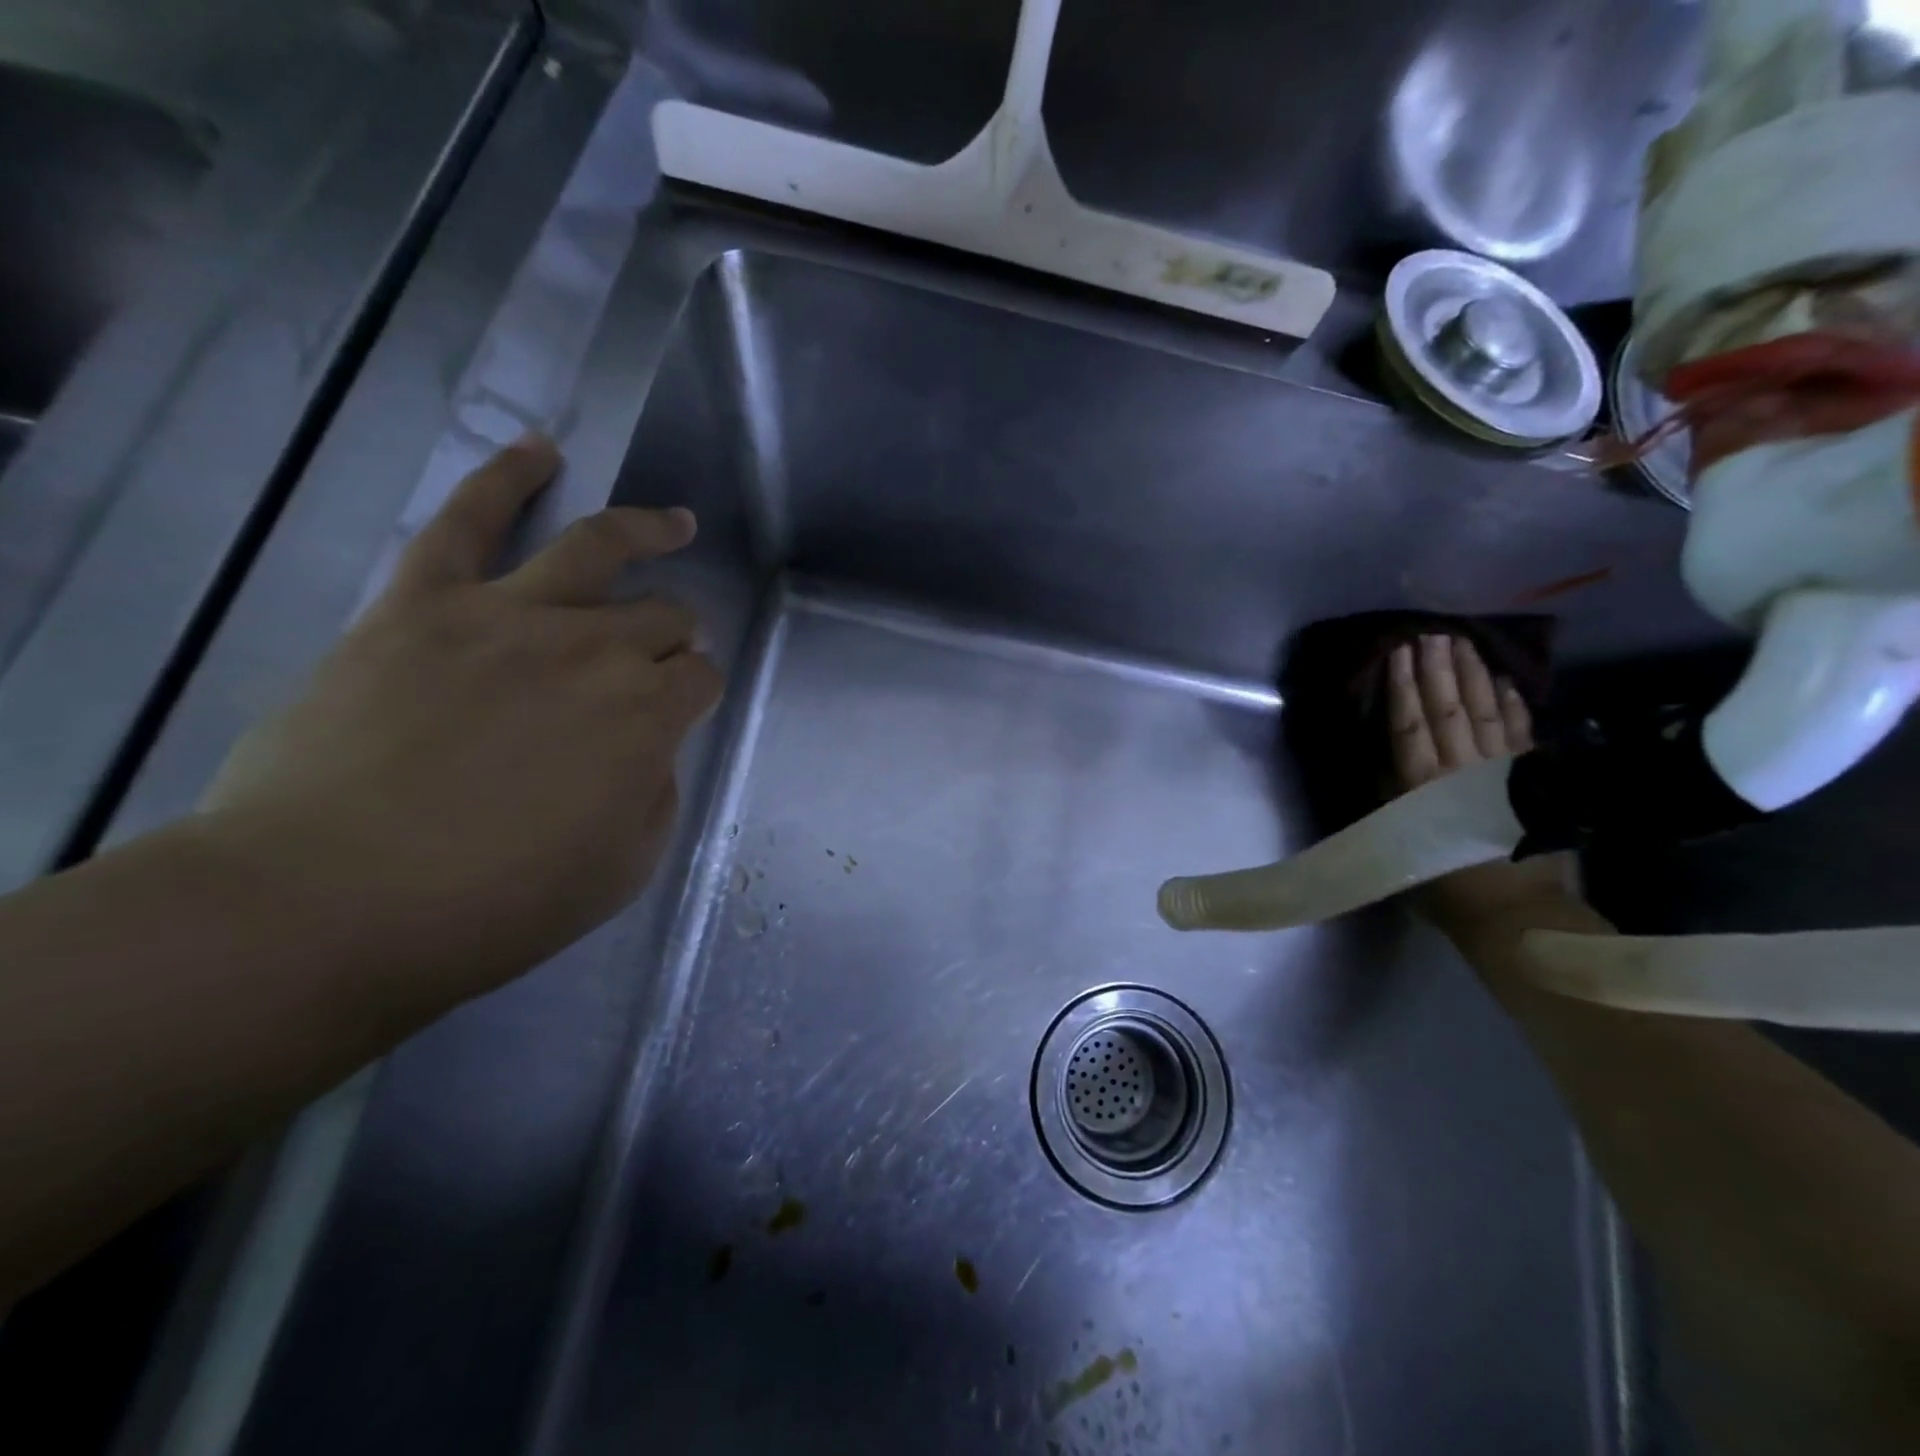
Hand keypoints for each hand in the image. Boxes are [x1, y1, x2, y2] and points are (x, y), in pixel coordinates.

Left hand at [200, 436, 722, 1009]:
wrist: (329, 904)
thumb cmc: (494, 904)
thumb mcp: (623, 869)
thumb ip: (655, 795)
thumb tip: (651, 750)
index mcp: (650, 715)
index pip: (701, 678)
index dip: (699, 691)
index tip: (682, 711)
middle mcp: (596, 649)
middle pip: (662, 615)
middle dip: (676, 632)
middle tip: (665, 652)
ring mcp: (509, 615)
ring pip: (597, 548)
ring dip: (647, 530)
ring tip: (673, 522)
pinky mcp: (423, 604)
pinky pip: (466, 520)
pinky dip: (505, 478)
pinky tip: (540, 450)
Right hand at [1387, 634, 1576, 936]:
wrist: (1518, 916)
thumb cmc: (1445, 886)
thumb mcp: (1401, 845)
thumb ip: (1393, 800)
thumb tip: (1385, 760)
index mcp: (1424, 787)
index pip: (1411, 727)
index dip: (1404, 689)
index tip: (1399, 653)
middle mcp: (1464, 772)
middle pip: (1449, 711)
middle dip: (1438, 671)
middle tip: (1429, 634)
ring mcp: (1504, 773)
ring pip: (1486, 713)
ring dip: (1472, 677)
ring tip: (1462, 644)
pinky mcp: (1534, 782)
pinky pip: (1522, 733)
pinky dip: (1513, 705)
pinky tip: (1505, 681)